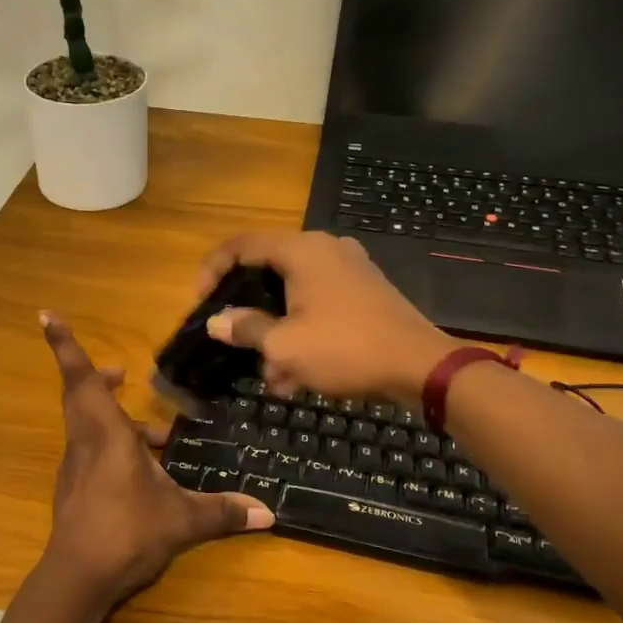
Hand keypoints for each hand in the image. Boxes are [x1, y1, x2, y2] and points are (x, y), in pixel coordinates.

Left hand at [38, 312, 272, 612]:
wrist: (78, 577)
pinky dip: (114, 448)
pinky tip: (145, 472)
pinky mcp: (75, 490)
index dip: (65, 346)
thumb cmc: (127, 531)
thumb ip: (223, 512)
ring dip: (115, 419)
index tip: (47, 316)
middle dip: (101, 379)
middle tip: (124, 372)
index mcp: (106, 434)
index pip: (82, 379)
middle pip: (83, 396)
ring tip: (157, 434)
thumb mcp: (182, 520)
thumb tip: (268, 513)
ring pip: (89, 426)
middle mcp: (86, 443)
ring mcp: (77, 468)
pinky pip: (92, 453)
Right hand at [198, 231, 457, 405]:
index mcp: (301, 250)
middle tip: (236, 344)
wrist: (420, 367)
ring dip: (277, 334)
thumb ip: (246, 329)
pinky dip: (303, 333)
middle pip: (268, 272)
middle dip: (251, 316)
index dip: (213, 269)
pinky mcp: (365, 293)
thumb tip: (217, 323)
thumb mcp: (284, 345)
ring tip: (273, 377)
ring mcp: (349, 270)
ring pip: (294, 297)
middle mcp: (325, 250)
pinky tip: (299, 377)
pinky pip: (320, 306)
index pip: (241, 245)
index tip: (202, 303)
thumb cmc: (345, 349)